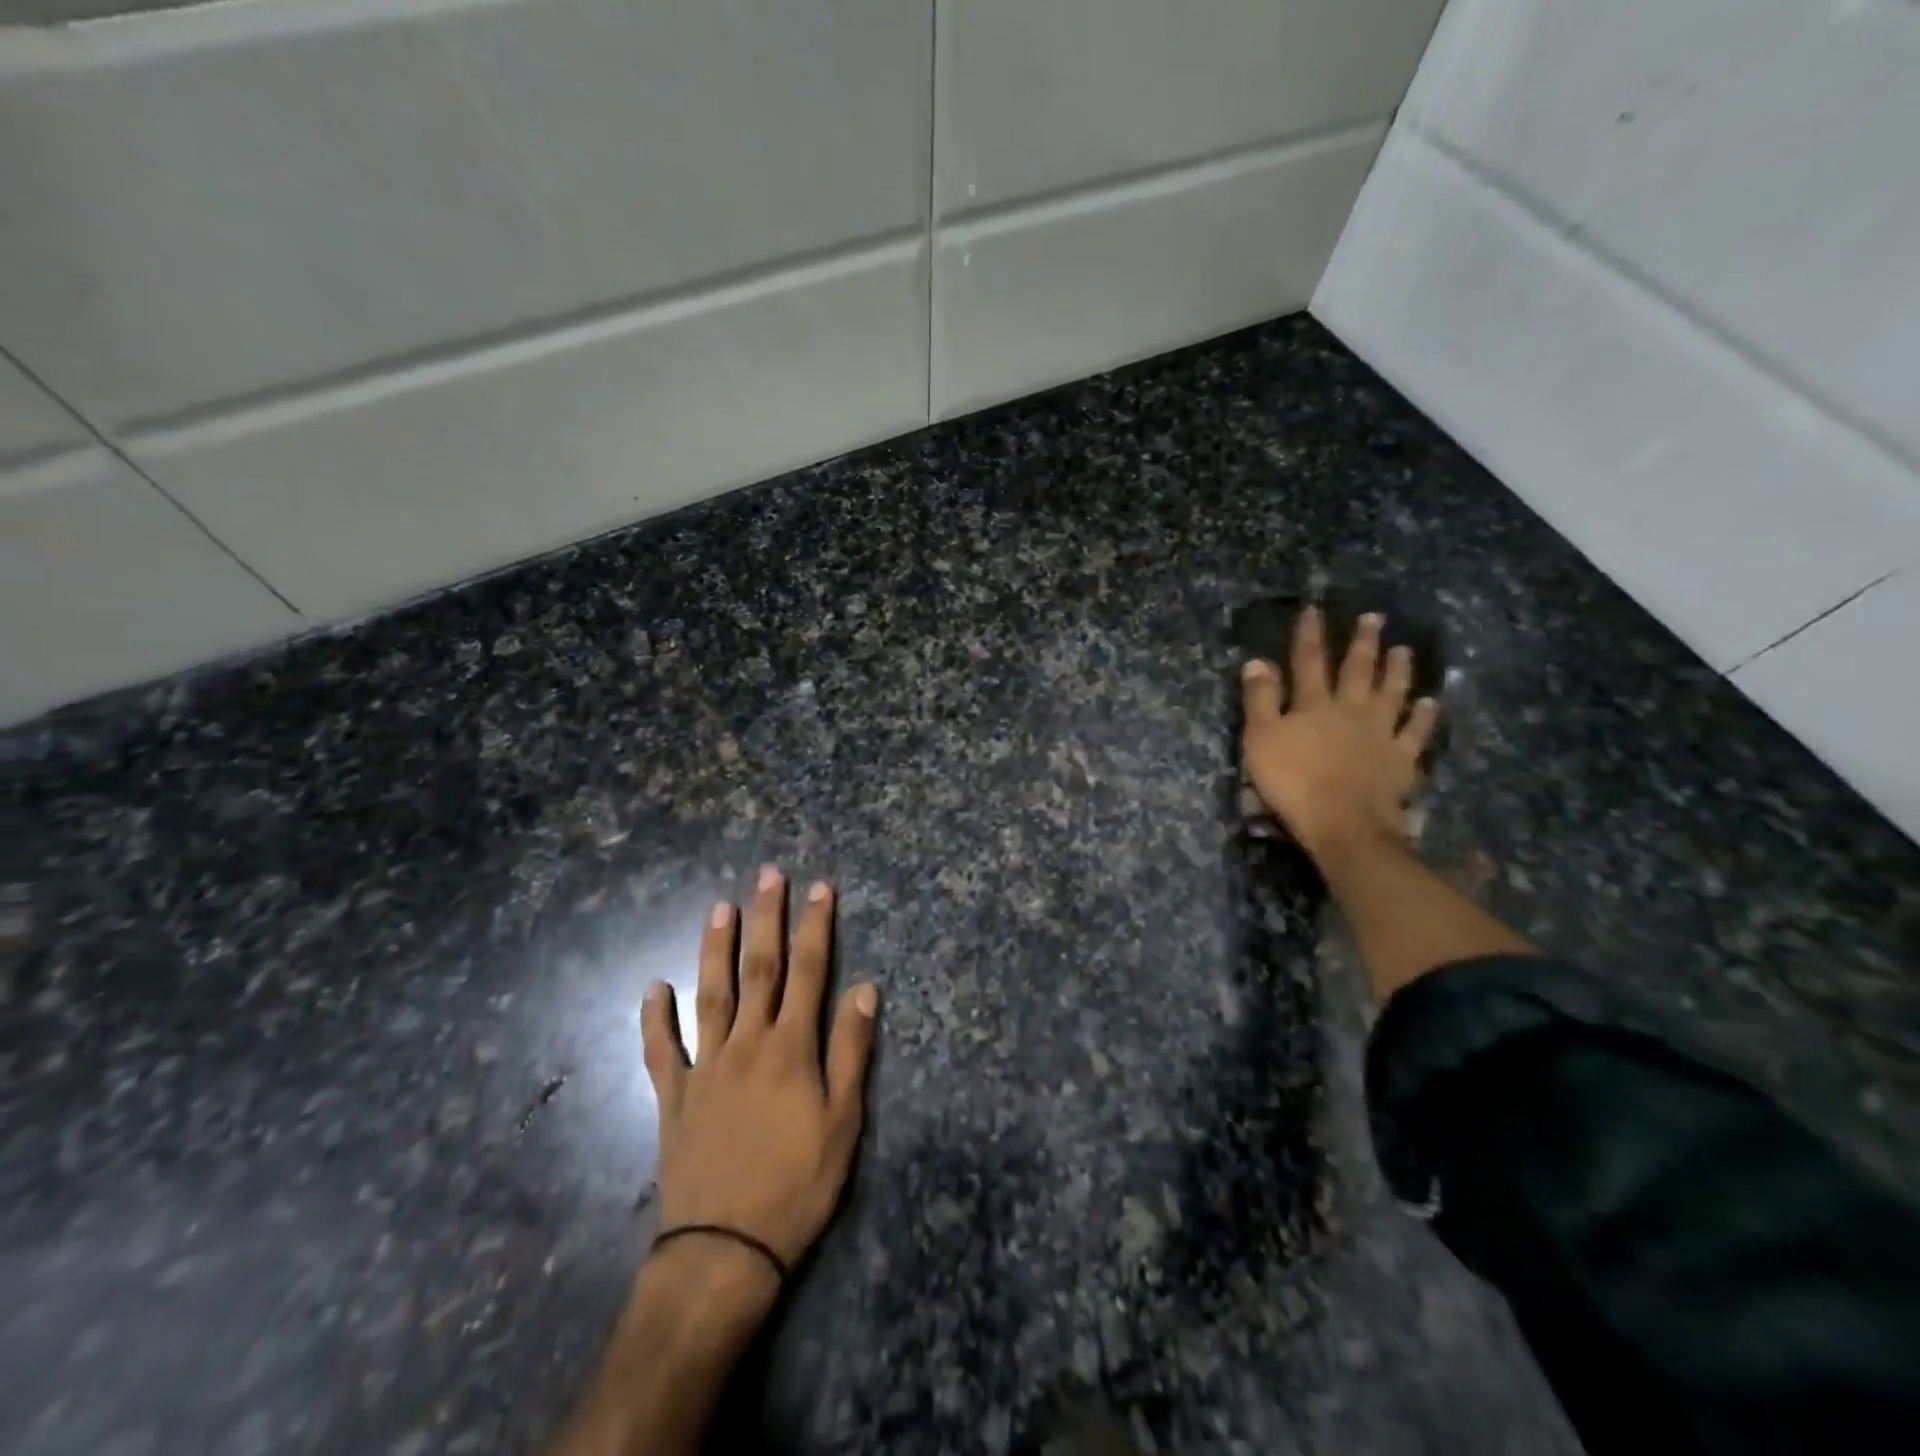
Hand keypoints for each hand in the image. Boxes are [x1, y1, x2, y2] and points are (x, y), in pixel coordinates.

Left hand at [642, 867, 878, 1278]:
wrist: (726, 1248)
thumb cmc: (797, 1184)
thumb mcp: (844, 1121)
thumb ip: (851, 1050)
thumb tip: (865, 988)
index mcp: (790, 1048)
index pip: (809, 972)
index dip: (816, 927)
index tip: (820, 887)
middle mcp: (747, 1044)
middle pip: (760, 969)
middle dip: (767, 918)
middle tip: (767, 874)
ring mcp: (705, 1067)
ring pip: (711, 995)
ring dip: (715, 949)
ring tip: (719, 907)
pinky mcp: (673, 1097)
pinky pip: (660, 1051)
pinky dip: (653, 1019)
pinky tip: (651, 988)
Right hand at [1241, 608, 1440, 859]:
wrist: (1343, 822)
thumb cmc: (1292, 781)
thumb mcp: (1261, 738)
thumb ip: (1260, 699)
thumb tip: (1258, 661)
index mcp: (1313, 704)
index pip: (1309, 661)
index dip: (1310, 634)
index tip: (1314, 609)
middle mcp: (1351, 709)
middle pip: (1358, 670)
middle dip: (1363, 643)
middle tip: (1375, 618)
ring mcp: (1380, 733)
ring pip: (1391, 693)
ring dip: (1397, 670)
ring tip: (1403, 650)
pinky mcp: (1401, 758)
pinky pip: (1415, 732)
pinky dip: (1423, 716)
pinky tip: (1429, 703)